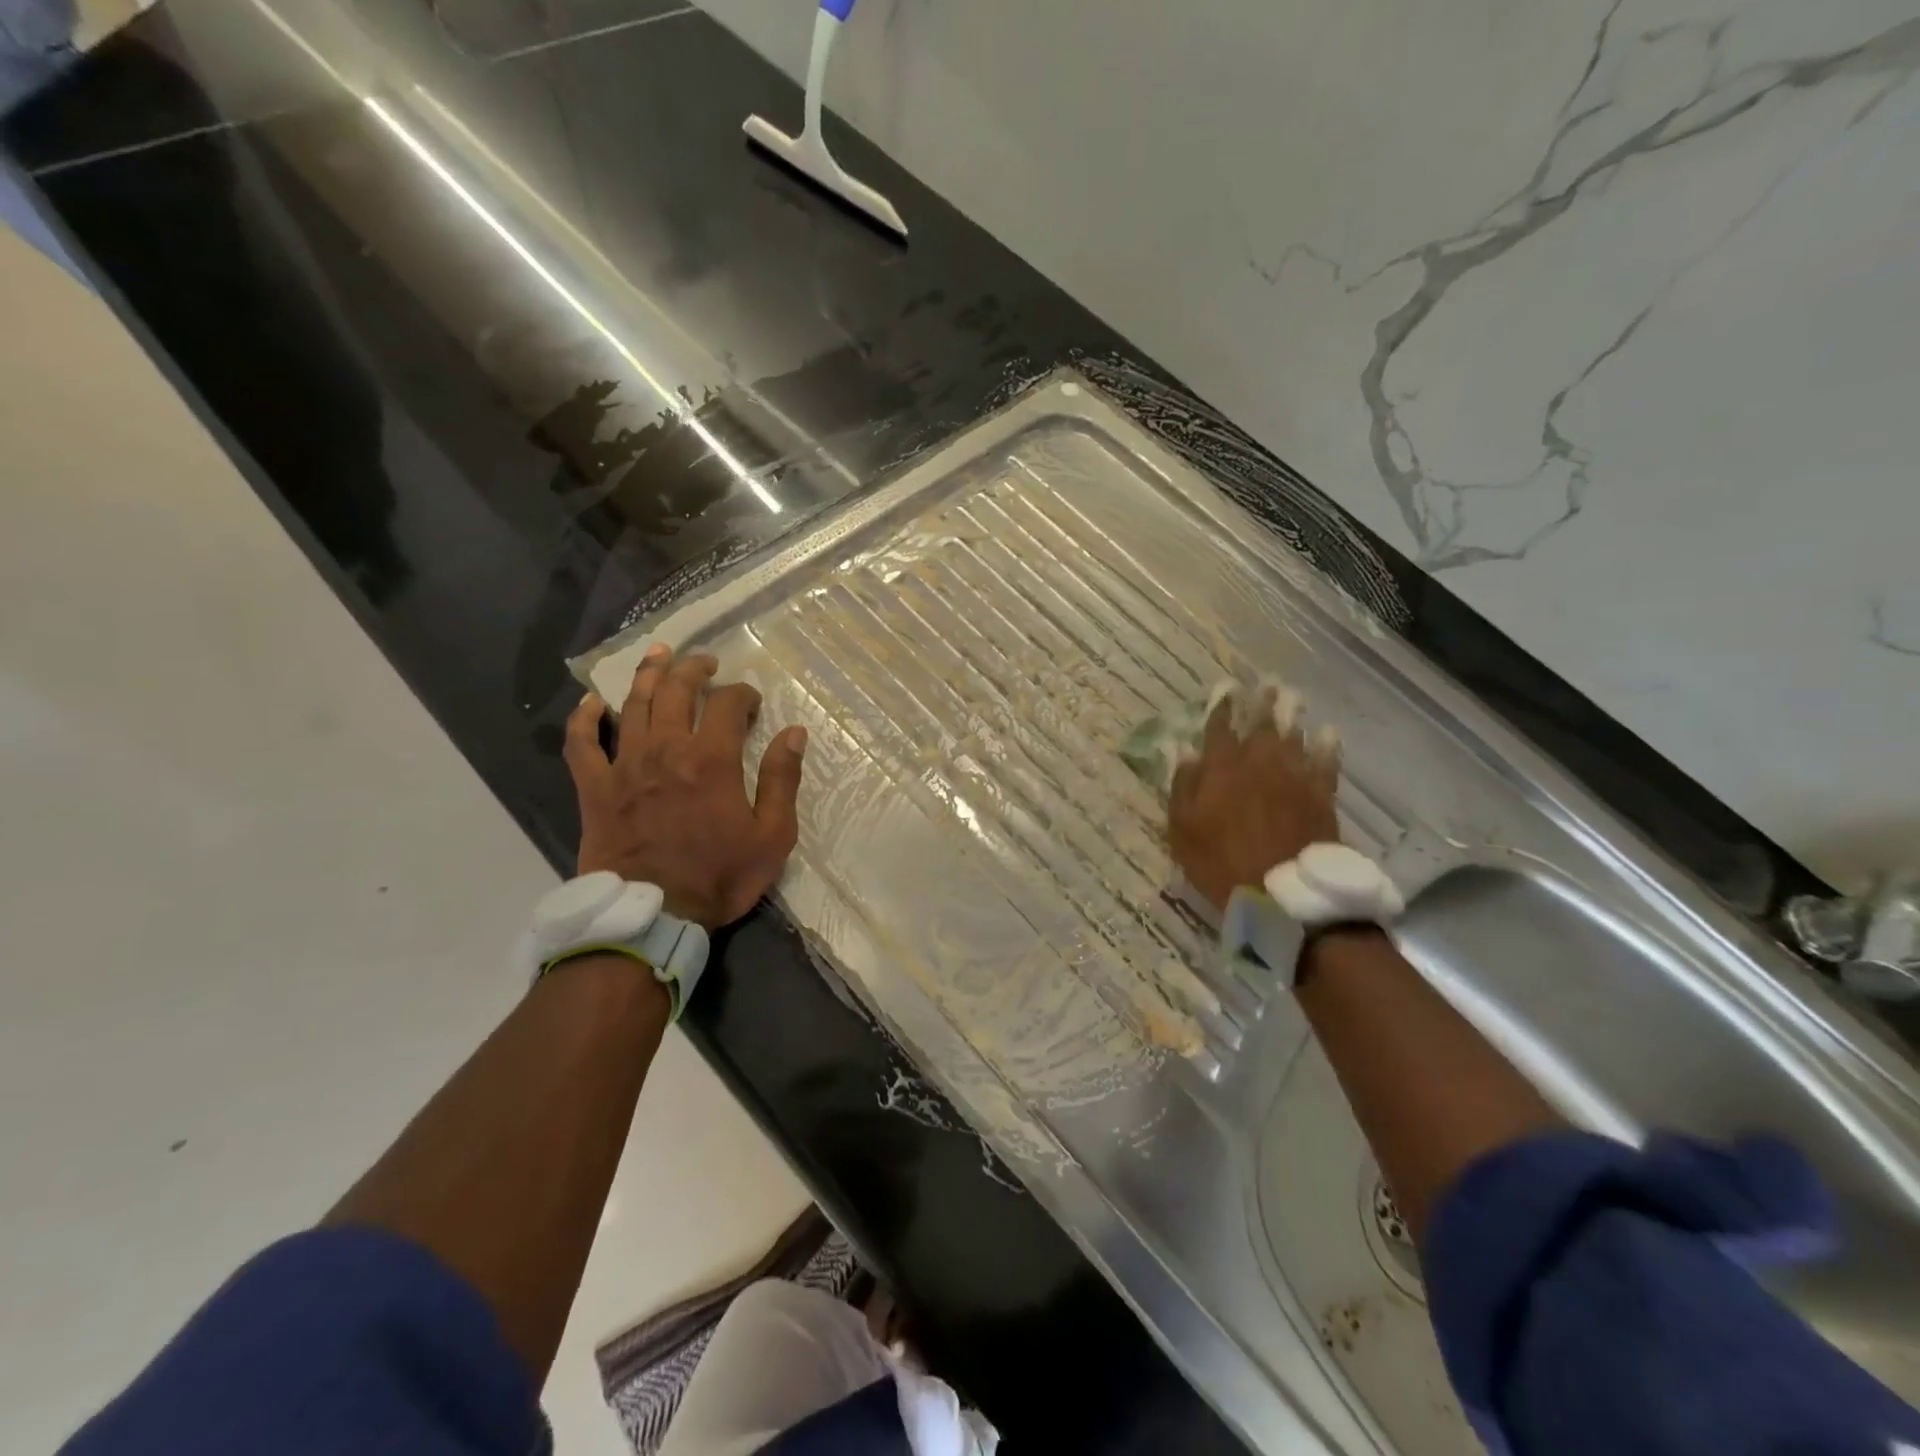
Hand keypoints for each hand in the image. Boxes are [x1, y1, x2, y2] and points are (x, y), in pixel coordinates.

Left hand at [564, 645, 807, 929]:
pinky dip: (584, 718)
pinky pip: (582, 743)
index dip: (742, 694)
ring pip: (634, 704)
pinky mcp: (594, 788)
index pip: (727, 705)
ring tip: (660, 655)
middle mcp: (666, 749)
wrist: (651, 916)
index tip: (751, 701)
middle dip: (694, 670)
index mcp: (712, 759)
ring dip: (648, 674)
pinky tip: (592, 702)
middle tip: (706, 663)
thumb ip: (783, 780)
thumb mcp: (772, 835)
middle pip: (677, 691)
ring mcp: (625, 765)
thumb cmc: (719, 876)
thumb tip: (794, 733)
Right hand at [1167, 687, 1341, 911]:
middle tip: (1266, 684)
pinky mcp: (1320, 795)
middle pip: (1261, 726)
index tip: (1224, 690)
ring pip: (1293, 737)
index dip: (1221, 708)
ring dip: (1291, 715)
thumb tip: (1183, 752)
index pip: (1219, 730)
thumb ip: (1183, 787)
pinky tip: (1328, 732)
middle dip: (1261, 704)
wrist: (1282, 892)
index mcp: (1221, 770)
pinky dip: (1327, 746)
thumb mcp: (1183, 830)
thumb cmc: (1221, 862)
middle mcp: (1259, 764)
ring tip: (1292, 698)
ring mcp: (1293, 777)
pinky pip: (1325, 763)